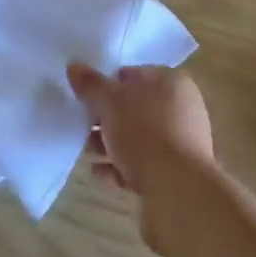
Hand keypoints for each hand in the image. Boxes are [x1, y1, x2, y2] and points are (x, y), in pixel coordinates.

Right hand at [67, 63, 215, 240]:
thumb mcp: (110, 103)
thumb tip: (73, 67)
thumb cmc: (144, 133)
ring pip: (137, 138)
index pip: (133, 75)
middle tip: (85, 127)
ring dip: (110, 145)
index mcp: (172, 82)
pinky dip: (122, 167)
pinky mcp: (176, 173)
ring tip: (89, 154)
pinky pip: (143, 164)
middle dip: (106, 119)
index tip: (87, 99)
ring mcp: (182, 142)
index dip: (107, 85)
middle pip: (134, 108)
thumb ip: (91, 85)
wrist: (176, 190)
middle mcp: (182, 108)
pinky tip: (101, 174)